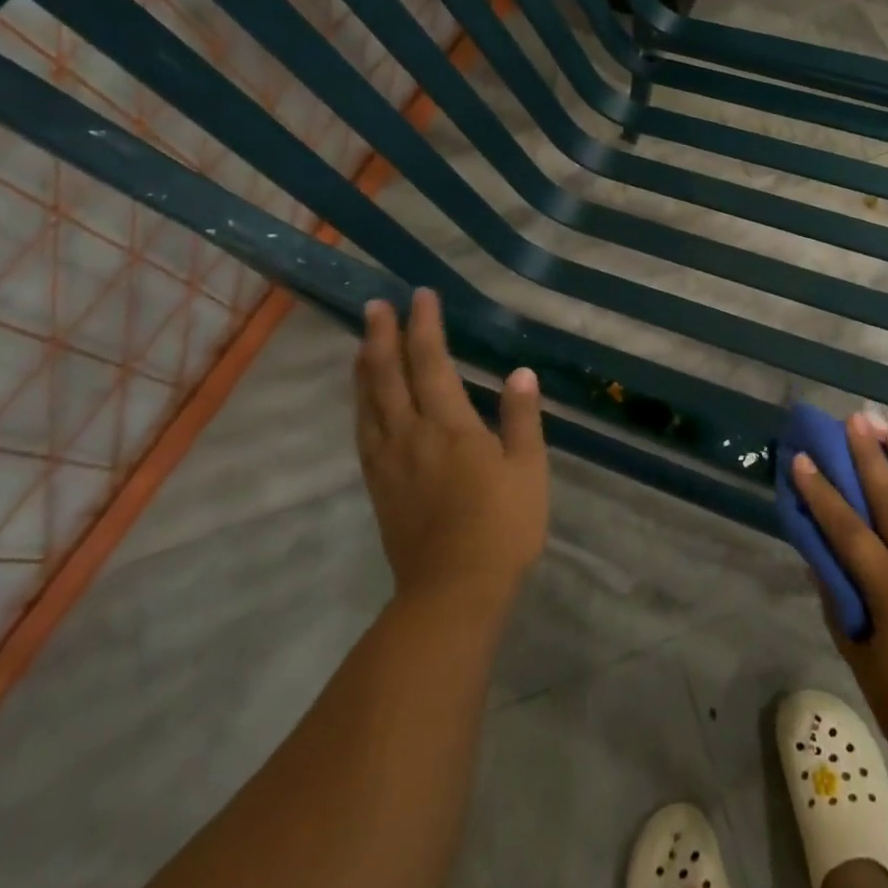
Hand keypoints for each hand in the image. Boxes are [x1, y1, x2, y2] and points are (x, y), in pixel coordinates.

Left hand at [355, 290, 548, 611]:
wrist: (452, 592)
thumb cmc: (501, 527)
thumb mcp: (527, 469)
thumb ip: (520, 418)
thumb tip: (520, 373)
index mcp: (449, 426)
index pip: (431, 363)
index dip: (424, 326)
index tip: (421, 295)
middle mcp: (411, 435)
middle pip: (389, 376)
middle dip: (382, 336)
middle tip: (374, 305)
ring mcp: (389, 462)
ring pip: (369, 403)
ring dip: (364, 367)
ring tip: (361, 341)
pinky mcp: (379, 487)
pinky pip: (363, 434)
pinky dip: (360, 406)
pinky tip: (363, 402)